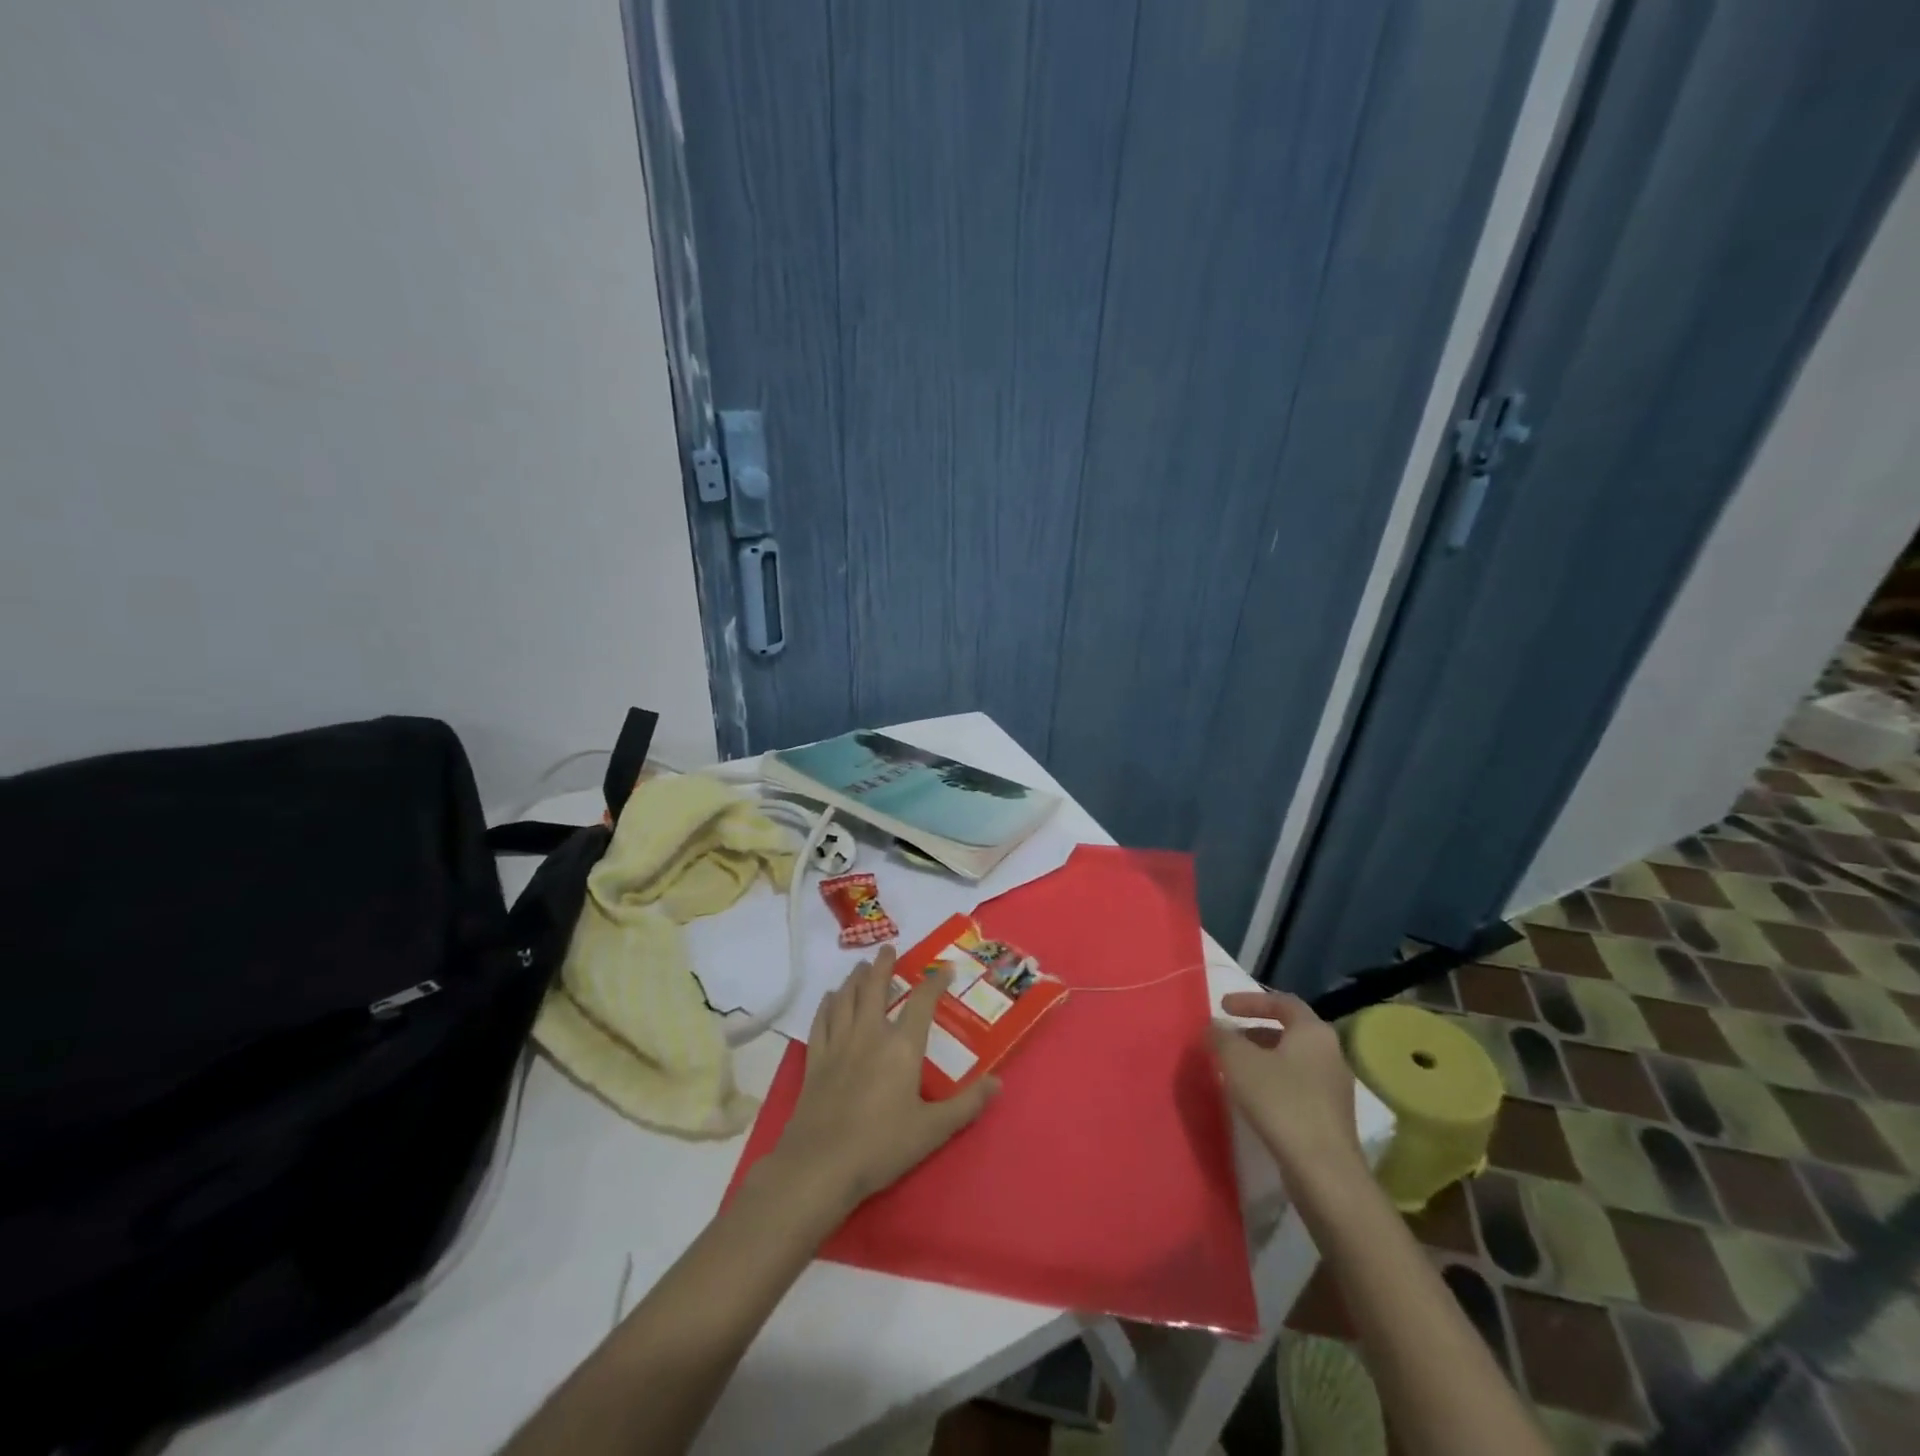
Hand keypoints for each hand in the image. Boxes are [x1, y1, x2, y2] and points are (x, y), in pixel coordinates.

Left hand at [767, 946, 999, 1219]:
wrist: (821, 1164)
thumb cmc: (882, 1145)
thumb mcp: (933, 1130)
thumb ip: (967, 1105)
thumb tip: (998, 1083)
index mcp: (902, 1046)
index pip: (922, 1002)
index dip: (935, 982)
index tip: (944, 969)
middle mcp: (870, 1034)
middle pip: (875, 988)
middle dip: (883, 965)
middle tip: (888, 949)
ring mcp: (839, 1044)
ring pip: (846, 998)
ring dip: (855, 978)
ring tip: (861, 966)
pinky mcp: (815, 1060)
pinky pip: (821, 1021)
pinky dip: (827, 1005)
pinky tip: (830, 998)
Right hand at [1211, 991, 1362, 1178]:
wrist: (1324, 1171)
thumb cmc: (1280, 1102)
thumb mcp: (1238, 1062)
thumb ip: (1222, 1037)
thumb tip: (1214, 1027)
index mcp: (1313, 1032)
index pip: (1282, 1002)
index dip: (1250, 1000)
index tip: (1223, 1007)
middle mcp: (1331, 1054)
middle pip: (1289, 1032)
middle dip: (1254, 1032)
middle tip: (1228, 1039)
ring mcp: (1335, 1088)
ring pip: (1293, 1061)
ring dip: (1263, 1059)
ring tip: (1234, 1070)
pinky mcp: (1331, 1117)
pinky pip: (1298, 1086)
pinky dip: (1273, 1082)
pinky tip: (1254, 1099)